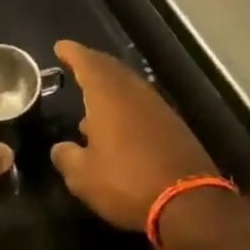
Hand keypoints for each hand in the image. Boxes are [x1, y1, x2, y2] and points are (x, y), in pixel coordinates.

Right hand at [51, 41, 217, 231]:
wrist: (189, 203)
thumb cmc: (127, 183)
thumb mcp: (83, 177)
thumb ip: (66, 157)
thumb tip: (60, 148)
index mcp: (108, 96)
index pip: (87, 63)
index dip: (72, 53)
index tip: (60, 47)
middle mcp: (134, 93)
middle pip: (111, 68)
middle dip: (92, 64)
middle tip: (75, 64)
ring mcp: (157, 107)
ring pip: (128, 86)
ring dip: (109, 86)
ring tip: (91, 100)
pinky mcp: (173, 125)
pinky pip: (142, 104)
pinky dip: (125, 105)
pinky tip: (117, 126)